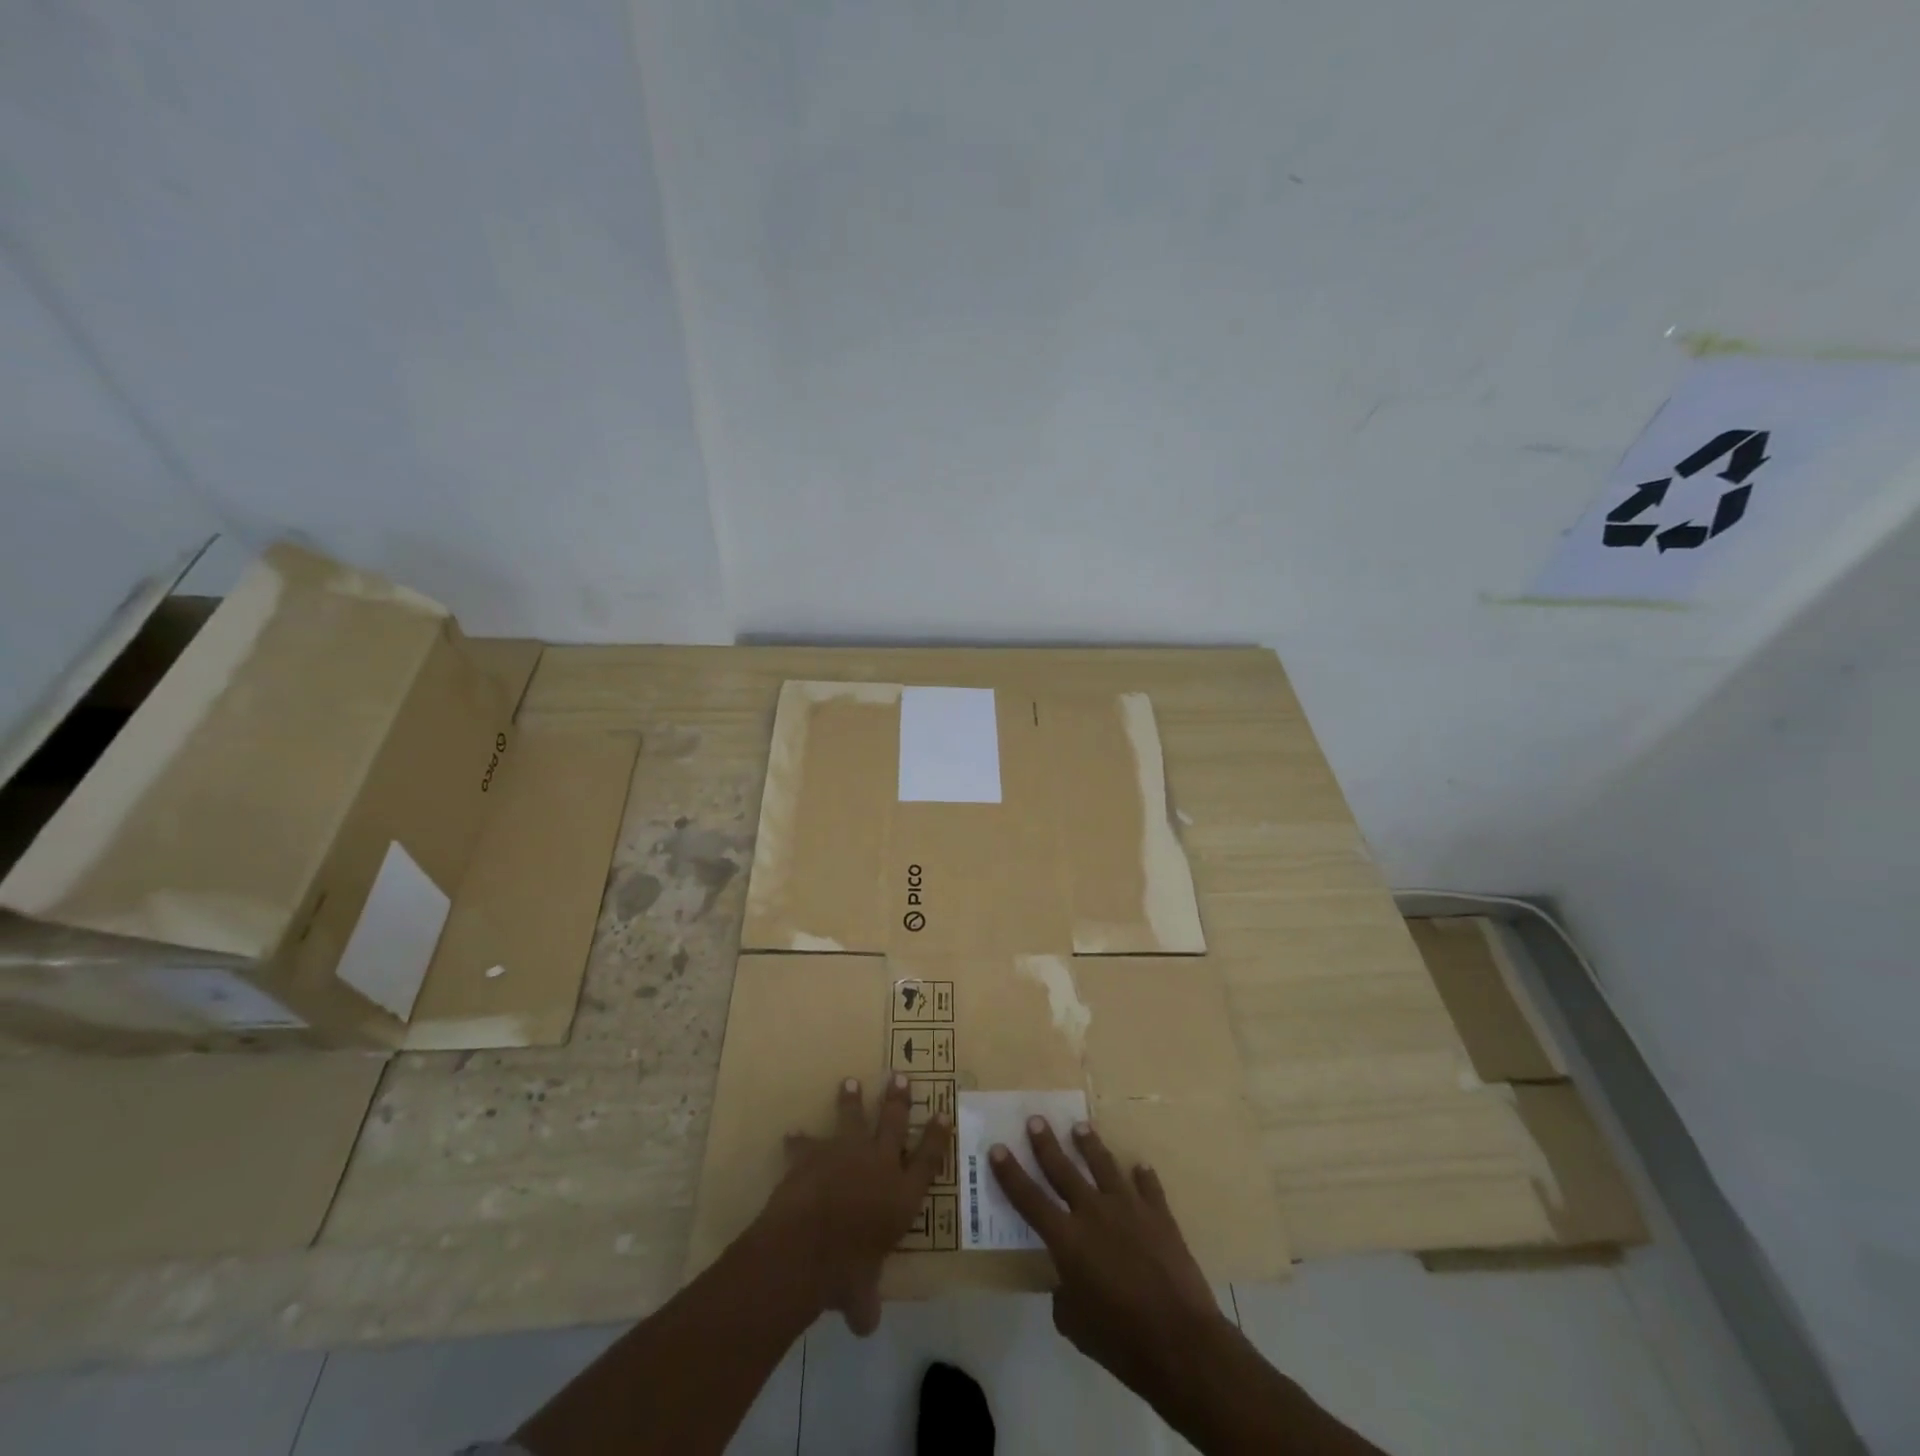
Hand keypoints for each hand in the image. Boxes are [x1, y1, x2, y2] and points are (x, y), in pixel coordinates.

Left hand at [757, 1074, 951, 1335]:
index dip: (936, 1135)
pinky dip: (800, 1141)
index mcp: (901, 1195)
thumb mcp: (862, 1297)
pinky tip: (792, 1134)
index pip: (928, 1159)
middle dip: (899, 1099)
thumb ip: (867, 1303)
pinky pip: (807, 1143)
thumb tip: (866, 1322)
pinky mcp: (814, 1154)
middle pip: (894, 1123)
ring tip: (850, 1082)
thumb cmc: (845, 1273)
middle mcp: (879, 1164)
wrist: (805, 1247)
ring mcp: (846, 1153)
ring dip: (851, 1100)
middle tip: (901, 1076)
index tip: (943, 1113)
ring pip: (853, 1117)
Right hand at [990, 1117, 1230, 1404]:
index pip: (1029, 1199)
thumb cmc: (1120, 1340)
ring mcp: (1128, 1208)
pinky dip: (1143, 1176)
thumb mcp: (1076, 1326)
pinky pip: (1148, 1186)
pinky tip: (1140, 1167)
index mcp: (1067, 1239)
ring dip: (1090, 1145)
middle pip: (1063, 1169)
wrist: (1180, 1341)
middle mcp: (1093, 1212)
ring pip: (1104, 1165)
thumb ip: (1064, 1297)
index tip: (997, 1148)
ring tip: (1081, 1127)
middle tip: (1036, 1120)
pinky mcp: (1159, 1215)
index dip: (1010, 1174)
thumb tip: (1065, 1284)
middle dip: (1046, 1143)